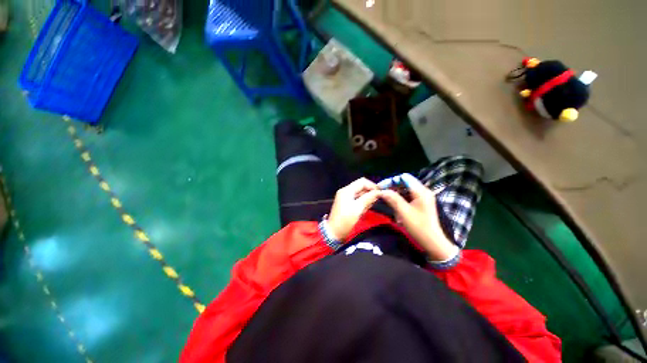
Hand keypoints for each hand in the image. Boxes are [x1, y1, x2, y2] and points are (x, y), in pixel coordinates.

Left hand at [327, 178, 380, 240]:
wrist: (334, 232)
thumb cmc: (345, 220)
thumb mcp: (358, 208)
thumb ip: (368, 198)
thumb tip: (378, 192)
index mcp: (347, 190)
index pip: (362, 182)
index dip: (372, 186)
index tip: (380, 193)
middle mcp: (346, 191)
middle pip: (361, 187)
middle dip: (369, 193)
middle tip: (374, 203)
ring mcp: (345, 198)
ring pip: (360, 194)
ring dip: (366, 199)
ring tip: (367, 208)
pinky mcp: (346, 204)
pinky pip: (357, 200)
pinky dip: (362, 203)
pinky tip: (363, 211)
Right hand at [379, 173, 458, 261]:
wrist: (432, 241)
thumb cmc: (419, 226)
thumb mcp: (404, 212)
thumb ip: (393, 199)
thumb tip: (382, 191)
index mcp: (421, 191)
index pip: (403, 177)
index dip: (391, 180)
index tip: (381, 187)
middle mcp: (423, 191)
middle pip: (404, 182)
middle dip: (392, 186)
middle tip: (381, 193)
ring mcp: (422, 197)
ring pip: (405, 189)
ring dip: (395, 193)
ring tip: (386, 199)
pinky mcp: (421, 202)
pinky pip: (408, 195)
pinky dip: (400, 198)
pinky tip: (393, 204)